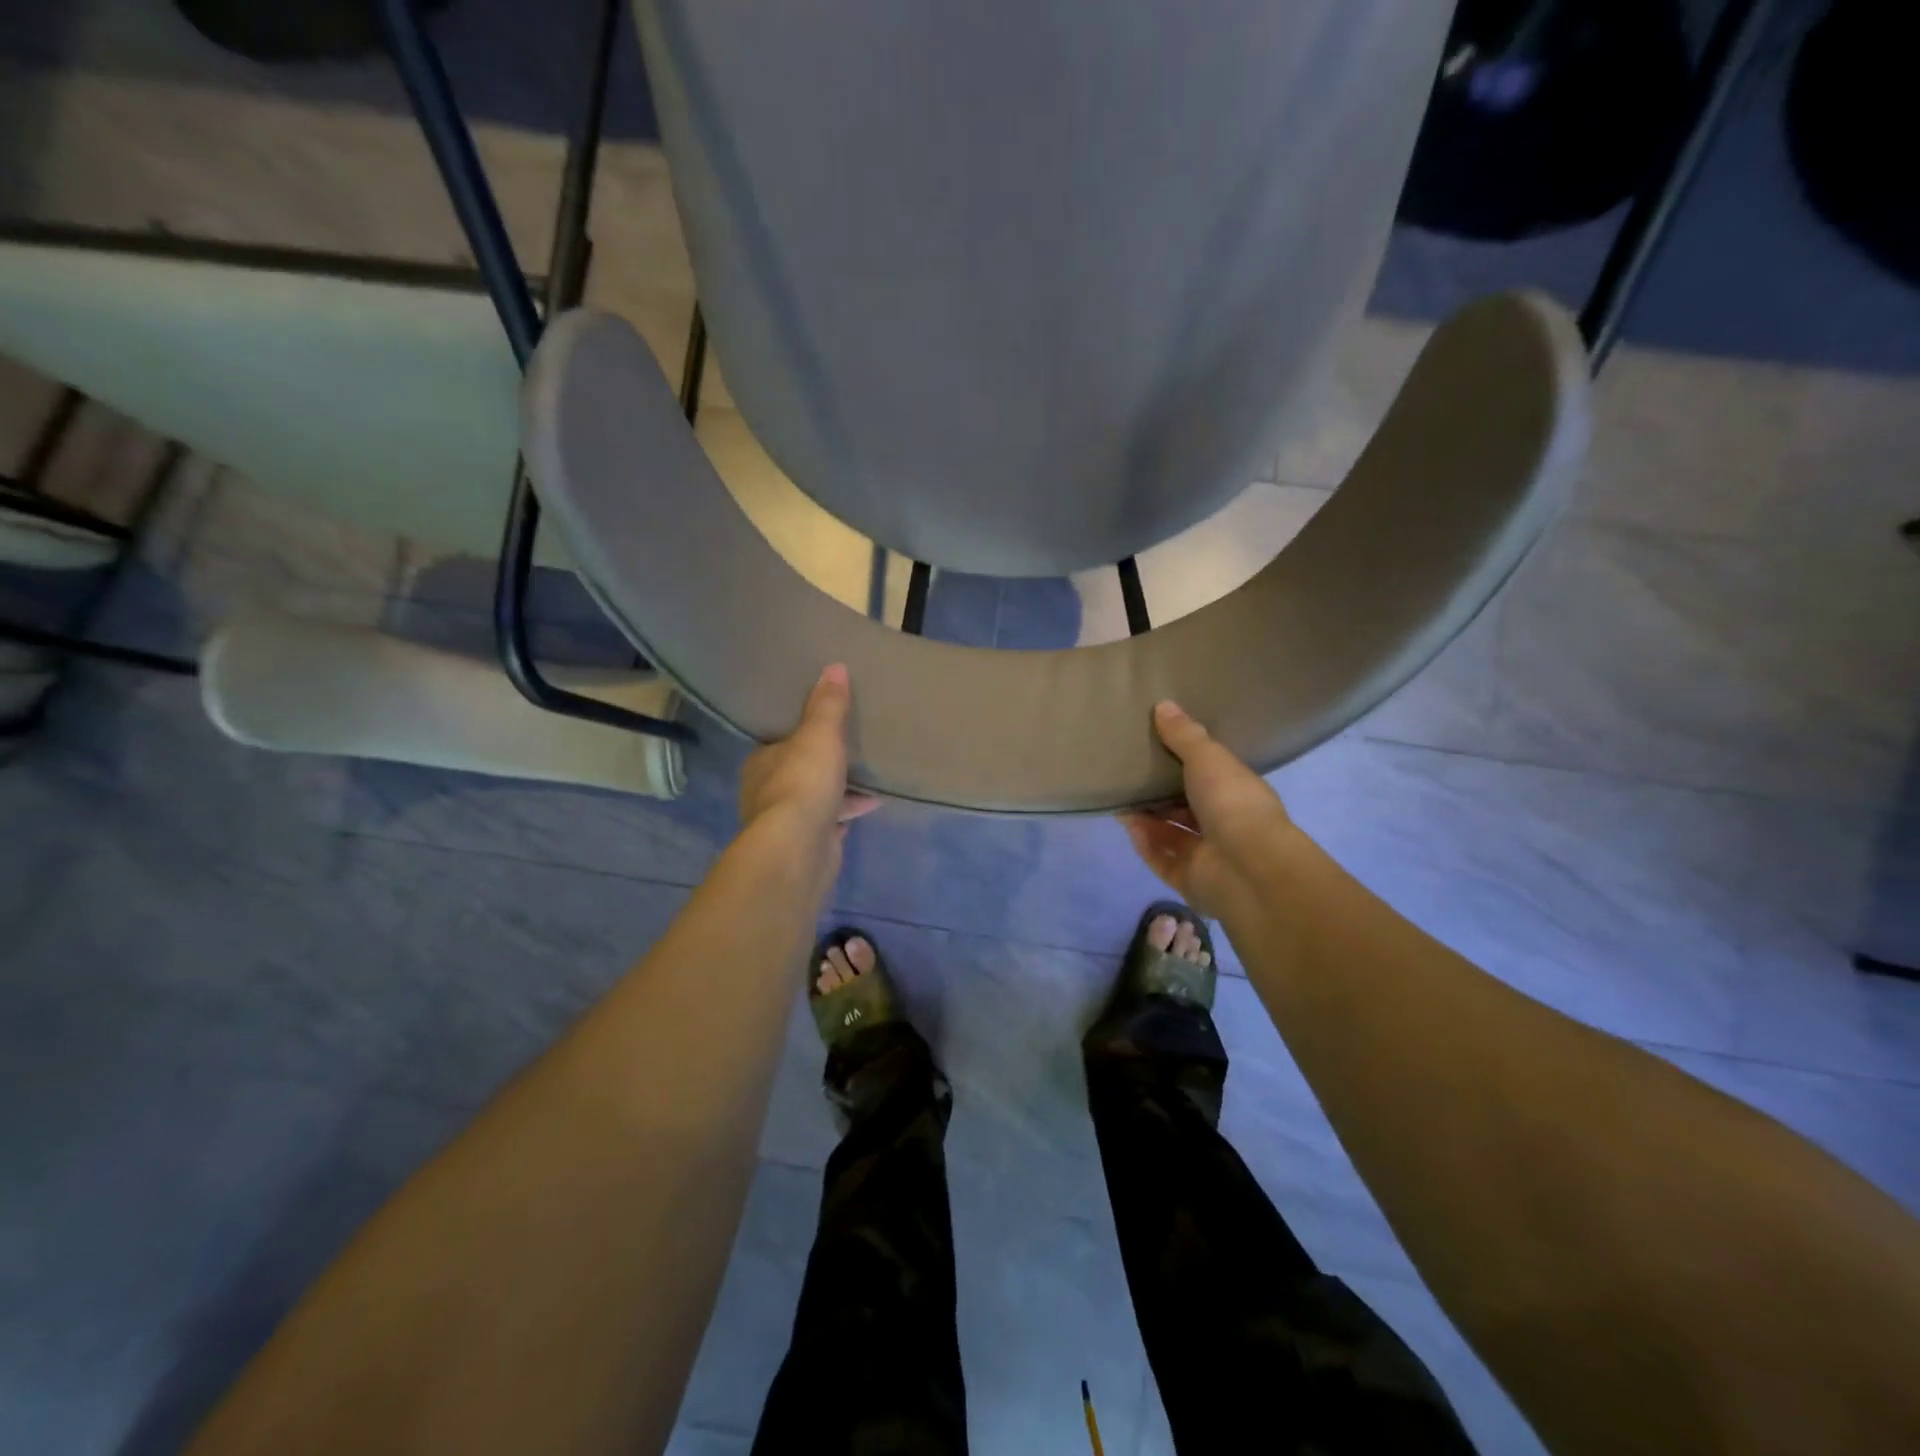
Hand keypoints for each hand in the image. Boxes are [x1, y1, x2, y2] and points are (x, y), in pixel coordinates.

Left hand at [738, 664, 878, 851]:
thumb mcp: (820, 734)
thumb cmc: (803, 783)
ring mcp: (787, 821)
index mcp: (762, 762)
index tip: (825, 724)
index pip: (780, 741)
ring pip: (817, 797)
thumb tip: (834, 667)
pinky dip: (849, 811)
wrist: (798, 849)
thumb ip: (828, 704)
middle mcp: (767, 791)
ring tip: (871, 775)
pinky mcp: (809, 843)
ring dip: (841, 789)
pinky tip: (872, 804)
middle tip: (853, 747)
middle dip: (824, 762)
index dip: (802, 733)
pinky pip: (832, 820)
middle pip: (800, 770)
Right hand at [1120, 700, 1296, 918]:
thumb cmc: (1232, 803)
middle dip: (1160, 793)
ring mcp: (1208, 855)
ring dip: (1147, 817)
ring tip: (1119, 795)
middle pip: (1187, 807)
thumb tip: (1163, 704)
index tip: (1158, 747)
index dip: (1187, 763)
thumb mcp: (1208, 758)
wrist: (1246, 867)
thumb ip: (1184, 735)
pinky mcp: (1188, 879)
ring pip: (1171, 833)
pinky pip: (1160, 858)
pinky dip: (1144, 842)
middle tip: (1130, 772)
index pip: (1212, 776)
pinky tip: (1126, 823)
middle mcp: (1225, 825)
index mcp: (1238, 793)